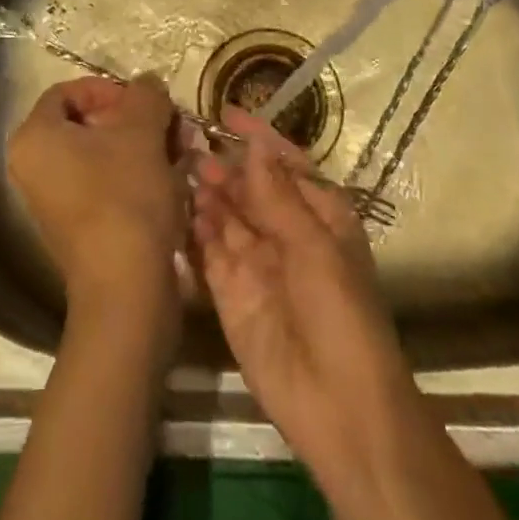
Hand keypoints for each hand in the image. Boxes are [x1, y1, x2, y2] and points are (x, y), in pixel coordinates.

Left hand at [7, 75, 184, 317]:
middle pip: (88, 123)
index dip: (109, 89)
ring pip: (103, 154)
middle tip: (172, 125)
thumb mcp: (142, 131)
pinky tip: (175, 178)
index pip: (68, 91)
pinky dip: (138, 175)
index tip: (144, 101)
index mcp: (35, 137)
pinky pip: (106, 184)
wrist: (126, 289)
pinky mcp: (78, 227)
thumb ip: (145, 95)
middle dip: (136, 120)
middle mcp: (34, 166)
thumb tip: (148, 84)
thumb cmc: (125, 196)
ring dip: (144, 146)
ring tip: (182, 150)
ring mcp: (54, 200)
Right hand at [190, 107, 418, 479]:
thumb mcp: (315, 245)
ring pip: (226, 214)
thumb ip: (277, 194)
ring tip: (178, 167)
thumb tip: (254, 145)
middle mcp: (285, 231)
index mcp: (319, 214)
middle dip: (223, 164)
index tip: (225, 112)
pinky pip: (209, 251)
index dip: (256, 136)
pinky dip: (194, 229)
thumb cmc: (341, 313)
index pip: (283, 163)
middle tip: (187, 142)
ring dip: (206, 191)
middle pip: (249, 186)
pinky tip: (177, 208)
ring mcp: (256, 262)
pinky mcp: (230, 292)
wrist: (340, 407)